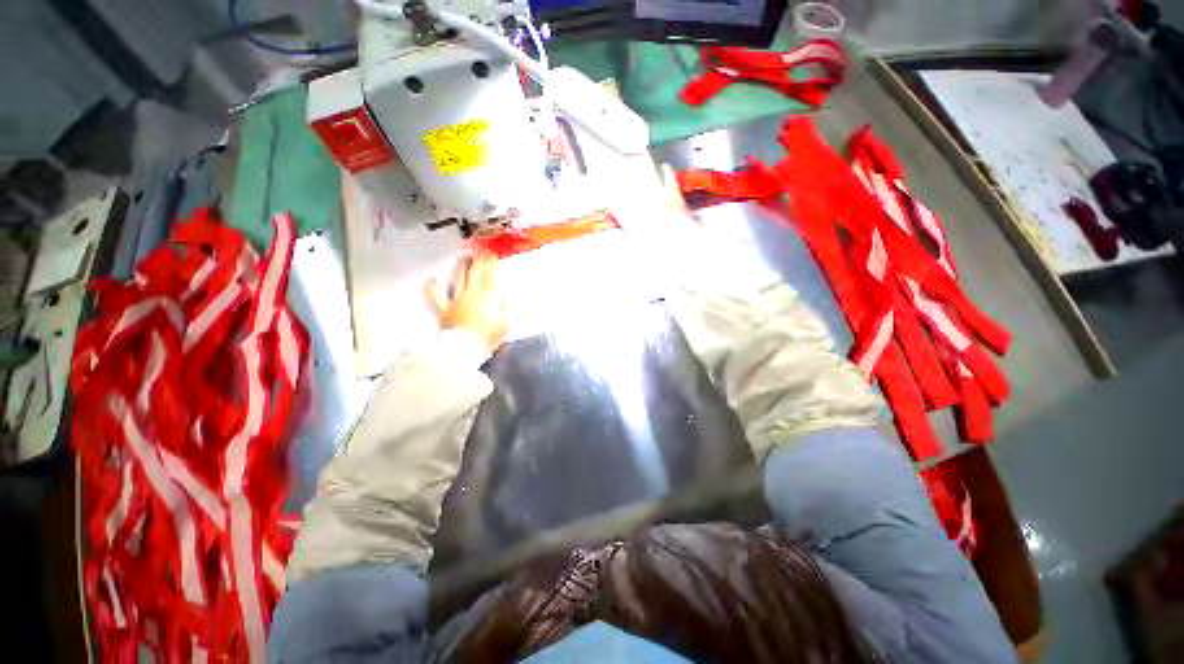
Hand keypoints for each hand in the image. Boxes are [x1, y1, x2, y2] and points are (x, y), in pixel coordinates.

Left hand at [426, 253, 508, 352]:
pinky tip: (432, 279)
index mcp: (488, 297)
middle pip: (475, 273)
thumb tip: (501, 299)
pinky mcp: (444, 309)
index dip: (492, 264)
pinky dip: (433, 287)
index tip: (493, 256)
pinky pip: (436, 296)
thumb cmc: (488, 337)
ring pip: (459, 278)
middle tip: (481, 252)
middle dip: (479, 261)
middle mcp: (472, 294)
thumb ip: (503, 309)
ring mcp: (456, 300)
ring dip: (462, 266)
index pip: (491, 276)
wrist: (466, 348)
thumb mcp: (504, 323)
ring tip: (464, 258)